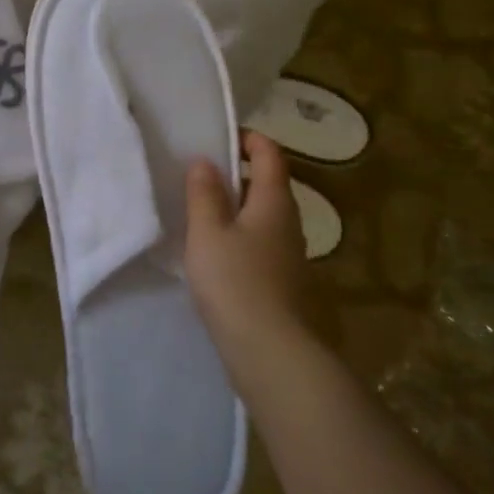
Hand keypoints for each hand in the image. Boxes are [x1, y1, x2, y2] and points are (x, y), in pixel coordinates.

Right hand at [185, 132, 312, 362]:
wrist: (272, 353)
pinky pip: (262, 245)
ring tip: (203, 216)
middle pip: (270, 185)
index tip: (220, 140)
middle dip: (239, 176)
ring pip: (265, 218)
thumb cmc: (236, 283)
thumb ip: (204, 194)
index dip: (249, 139)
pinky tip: (218, 257)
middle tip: (202, 178)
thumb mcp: (208, 233)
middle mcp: (290, 223)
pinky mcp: (284, 283)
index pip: (271, 154)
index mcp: (275, 202)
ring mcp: (291, 256)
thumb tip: (206, 161)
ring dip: (239, 210)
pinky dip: (242, 238)